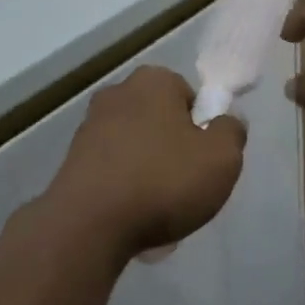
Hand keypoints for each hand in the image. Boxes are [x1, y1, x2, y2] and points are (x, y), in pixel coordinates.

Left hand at [44, 66, 246, 259]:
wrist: (89, 223)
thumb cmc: (163, 181)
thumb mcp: (222, 158)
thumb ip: (232, 131)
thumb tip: (226, 119)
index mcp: (153, 80)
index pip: (189, 96)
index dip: (202, 128)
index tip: (205, 160)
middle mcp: (117, 93)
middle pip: (161, 120)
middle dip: (174, 149)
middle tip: (185, 186)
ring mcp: (89, 126)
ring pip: (136, 147)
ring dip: (148, 171)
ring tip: (158, 209)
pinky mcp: (72, 158)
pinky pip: (113, 170)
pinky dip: (124, 188)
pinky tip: (130, 216)